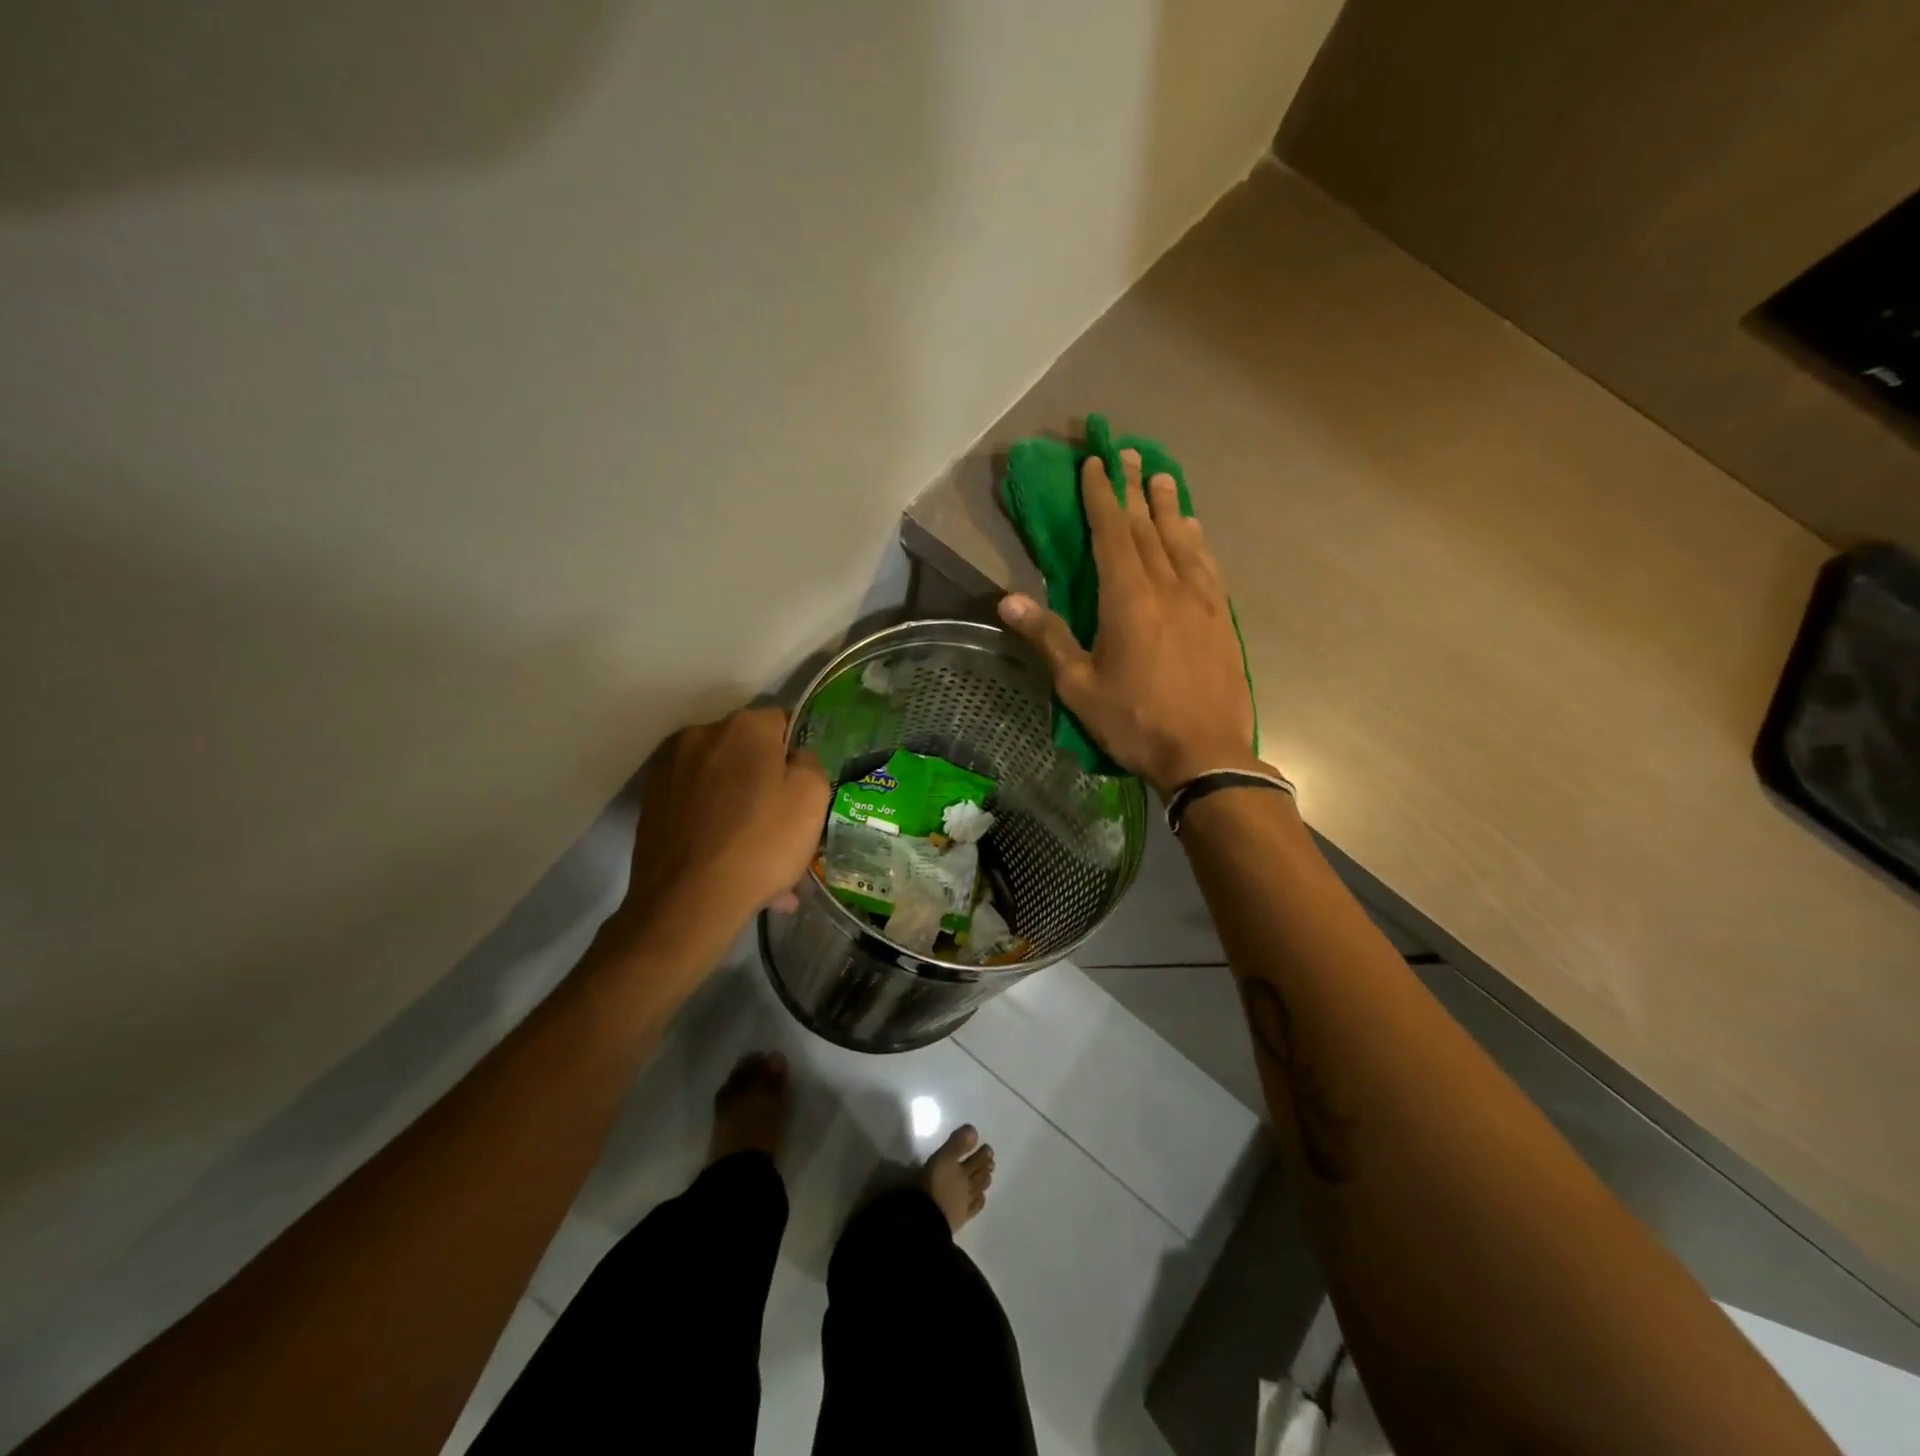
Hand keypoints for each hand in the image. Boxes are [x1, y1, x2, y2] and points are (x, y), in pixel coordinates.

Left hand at [620, 706, 830, 941]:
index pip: (782, 723)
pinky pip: (697, 807)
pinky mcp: (649, 803)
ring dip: (740, 808)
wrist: (687, 903)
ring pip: (721, 784)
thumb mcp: (812, 798)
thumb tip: (794, 758)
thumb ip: (809, 762)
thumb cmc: (760, 843)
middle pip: (746, 752)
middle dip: (764, 782)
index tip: (802, 790)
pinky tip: (729, 863)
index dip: (796, 756)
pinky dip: (714, 826)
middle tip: (782, 826)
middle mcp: (700, 735)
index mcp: (743, 726)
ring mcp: (668, 769)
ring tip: (756, 856)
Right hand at [998, 449, 1256, 799]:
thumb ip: (1048, 638)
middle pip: (1149, 527)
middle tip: (1127, 453)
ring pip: (1183, 540)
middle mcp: (1167, 587)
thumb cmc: (1135, 721)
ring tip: (1163, 477)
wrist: (1207, 753)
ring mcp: (1201, 600)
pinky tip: (1196, 532)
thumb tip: (1006, 600)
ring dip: (1170, 506)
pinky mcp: (1222, 619)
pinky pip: (1208, 566)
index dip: (1101, 495)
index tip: (1094, 463)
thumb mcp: (1080, 686)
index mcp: (1128, 599)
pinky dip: (1198, 542)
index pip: (1112, 533)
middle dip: (1134, 488)